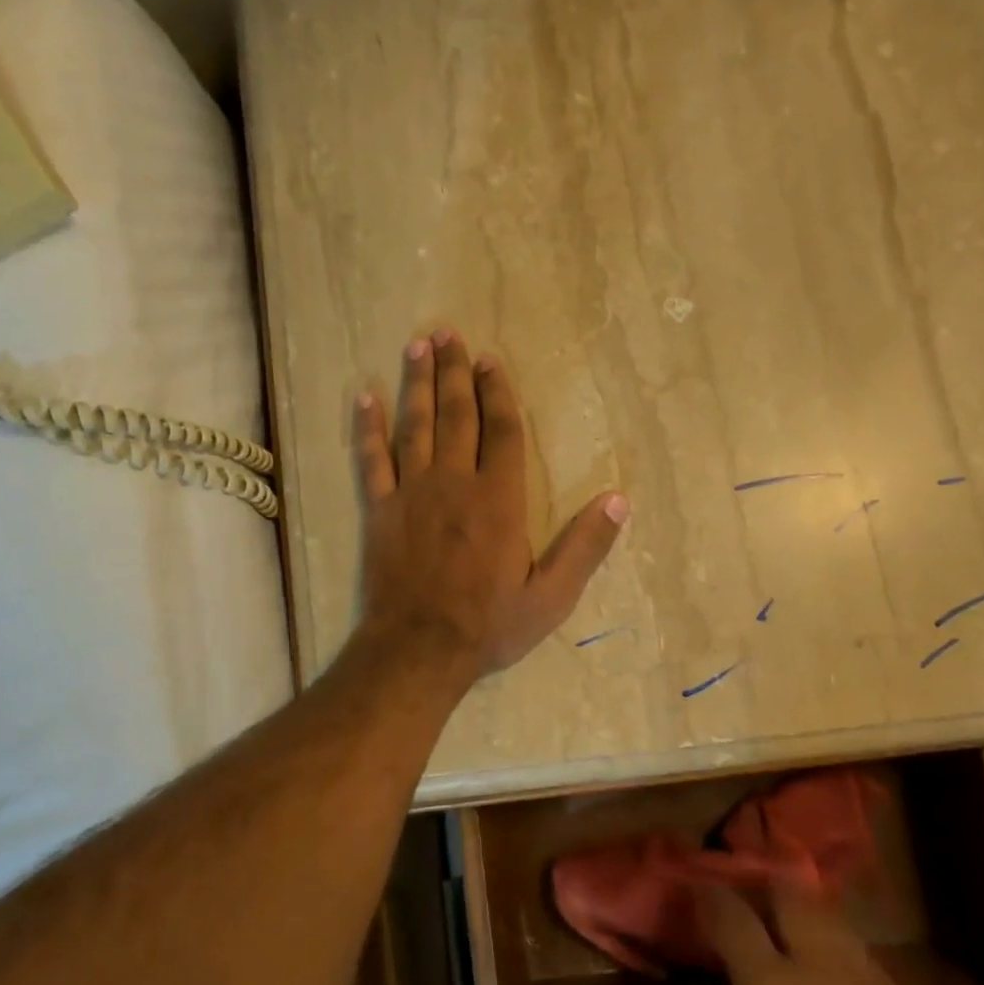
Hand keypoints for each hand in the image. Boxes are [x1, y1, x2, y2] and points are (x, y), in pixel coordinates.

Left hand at [353, 329, 628, 681]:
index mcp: (499, 499)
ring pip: (414, 426)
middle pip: (456, 415)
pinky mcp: (379, 511)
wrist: (419, 651)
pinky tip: (364, 398)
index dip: (497, 392)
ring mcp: (412, 493)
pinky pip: (370, 460)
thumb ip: (586, 546)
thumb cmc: (489, 625)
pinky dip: (366, 428)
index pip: (501, 431)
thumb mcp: (552, 596)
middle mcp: (455, 482)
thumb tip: (619, 500)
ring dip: (416, 383)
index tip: (490, 360)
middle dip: (454, 372)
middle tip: (448, 333)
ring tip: (417, 346)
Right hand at [691, 887, 983, 984]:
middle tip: (748, 906)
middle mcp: (818, 965)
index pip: (732, 915)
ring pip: (828, 916)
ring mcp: (863, 979)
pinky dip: (836, 950)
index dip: (711, 897)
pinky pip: (859, 953)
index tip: (698, 892)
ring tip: (789, 933)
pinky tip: (831, 980)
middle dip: (763, 889)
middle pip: (789, 894)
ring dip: (802, 915)